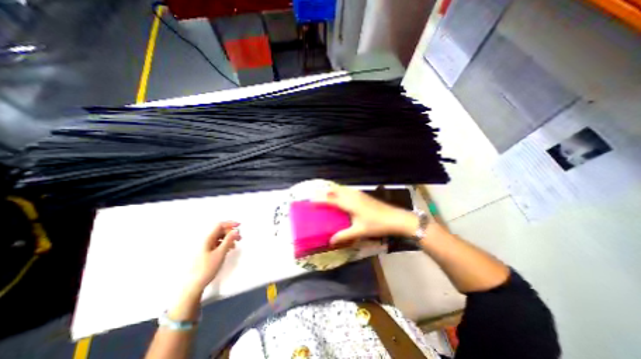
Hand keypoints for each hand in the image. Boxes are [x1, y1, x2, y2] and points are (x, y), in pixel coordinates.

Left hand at [189, 220, 243, 292]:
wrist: (194, 285)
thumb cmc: (207, 268)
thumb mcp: (220, 253)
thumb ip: (228, 240)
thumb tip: (236, 230)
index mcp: (207, 239)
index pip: (220, 225)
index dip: (230, 223)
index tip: (240, 226)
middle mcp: (206, 240)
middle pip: (220, 230)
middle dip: (231, 232)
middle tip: (240, 237)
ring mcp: (205, 247)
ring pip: (219, 237)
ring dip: (229, 238)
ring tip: (236, 244)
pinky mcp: (206, 252)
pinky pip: (217, 243)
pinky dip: (225, 244)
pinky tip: (229, 249)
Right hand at [313, 184, 417, 245]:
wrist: (394, 218)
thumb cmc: (376, 224)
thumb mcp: (359, 231)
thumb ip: (344, 235)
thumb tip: (330, 241)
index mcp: (349, 203)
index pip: (331, 199)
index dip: (320, 199)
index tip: (310, 200)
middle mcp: (352, 195)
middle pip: (335, 190)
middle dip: (324, 192)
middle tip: (315, 195)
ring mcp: (358, 194)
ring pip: (341, 189)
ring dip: (332, 190)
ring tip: (324, 195)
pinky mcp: (362, 195)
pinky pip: (347, 190)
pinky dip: (339, 191)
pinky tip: (340, 197)